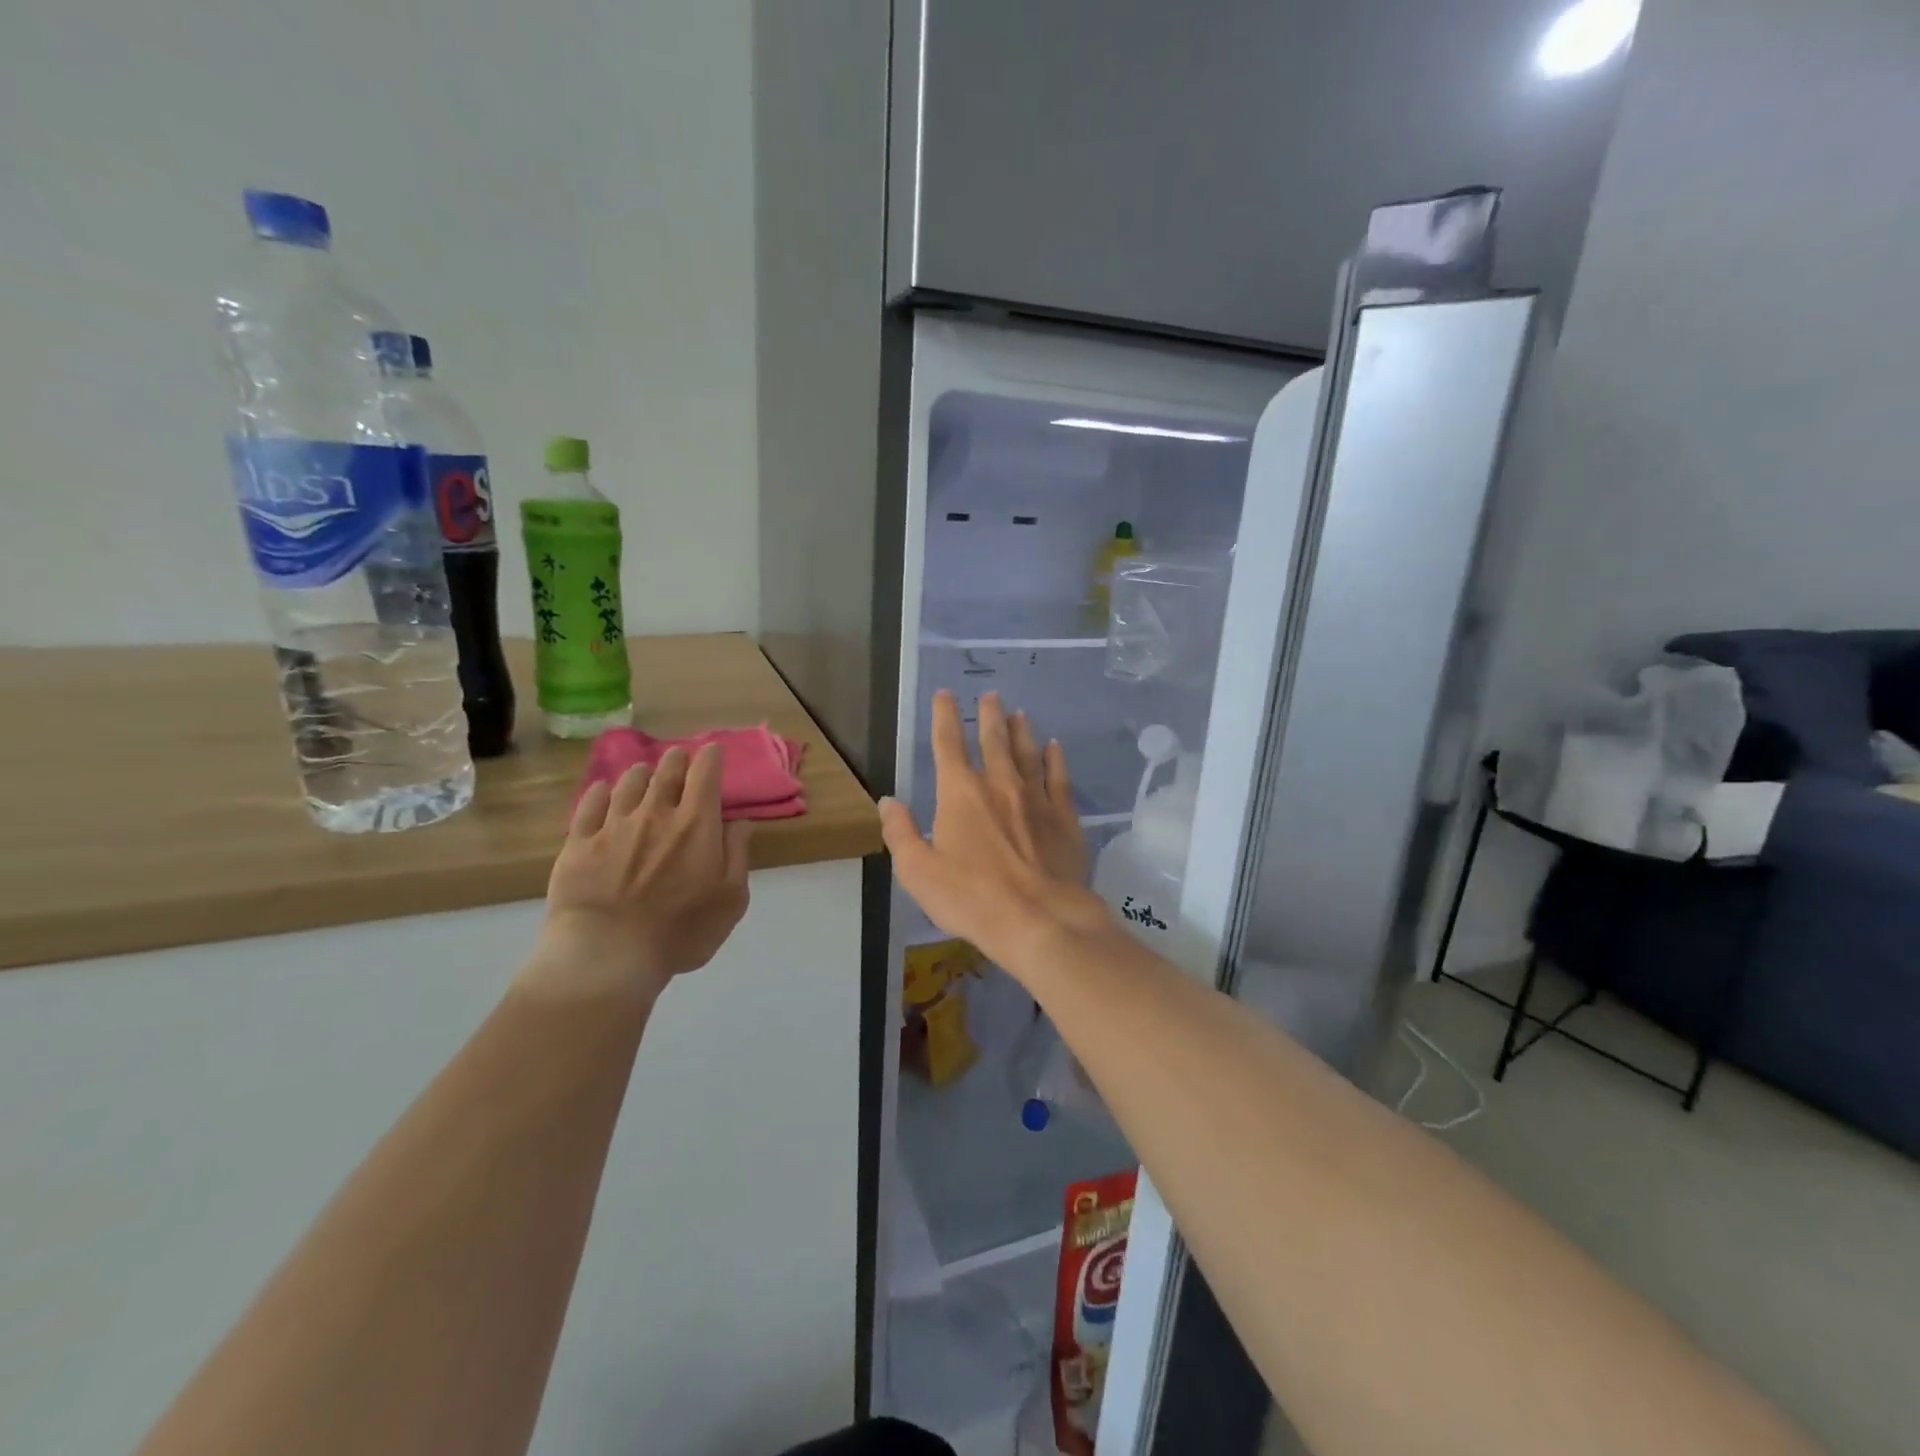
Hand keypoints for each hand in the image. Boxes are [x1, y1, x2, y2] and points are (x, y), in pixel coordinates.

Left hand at [526, 743, 752, 1004]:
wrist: (606, 954)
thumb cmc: (680, 931)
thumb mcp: (730, 900)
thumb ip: (737, 856)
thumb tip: (740, 822)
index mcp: (696, 824)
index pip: (705, 774)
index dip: (710, 757)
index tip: (712, 751)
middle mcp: (655, 813)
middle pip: (666, 771)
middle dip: (676, 760)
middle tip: (679, 760)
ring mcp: (613, 825)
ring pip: (628, 783)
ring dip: (641, 774)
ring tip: (644, 774)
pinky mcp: (579, 843)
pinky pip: (589, 805)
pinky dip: (600, 793)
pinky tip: (602, 791)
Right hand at [880, 691, 1109, 970]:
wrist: (1039, 919)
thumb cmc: (971, 897)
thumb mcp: (918, 872)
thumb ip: (900, 833)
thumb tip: (887, 802)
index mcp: (961, 794)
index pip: (948, 744)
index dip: (945, 716)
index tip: (945, 694)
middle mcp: (999, 784)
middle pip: (994, 740)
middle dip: (990, 715)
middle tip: (992, 695)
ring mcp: (1036, 798)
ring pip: (1028, 754)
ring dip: (1021, 731)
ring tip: (1019, 714)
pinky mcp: (1064, 817)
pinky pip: (1059, 778)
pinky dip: (1055, 759)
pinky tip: (1054, 747)